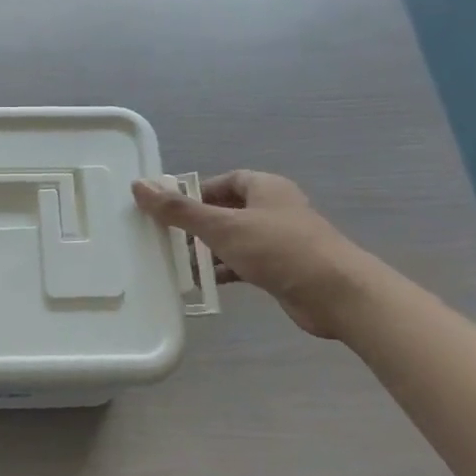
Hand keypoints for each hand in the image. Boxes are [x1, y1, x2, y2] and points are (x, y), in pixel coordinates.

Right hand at [131, 171, 374, 338]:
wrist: (335, 294)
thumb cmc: (278, 249)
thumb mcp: (222, 226)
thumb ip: (180, 210)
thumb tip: (139, 186)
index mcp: (265, 188)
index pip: (224, 181)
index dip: (196, 193)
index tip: (169, 210)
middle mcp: (273, 209)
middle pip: (226, 211)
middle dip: (196, 226)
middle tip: (166, 240)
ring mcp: (279, 241)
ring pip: (233, 240)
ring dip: (207, 252)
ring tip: (177, 265)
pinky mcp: (281, 269)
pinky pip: (243, 264)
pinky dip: (223, 271)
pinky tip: (202, 284)